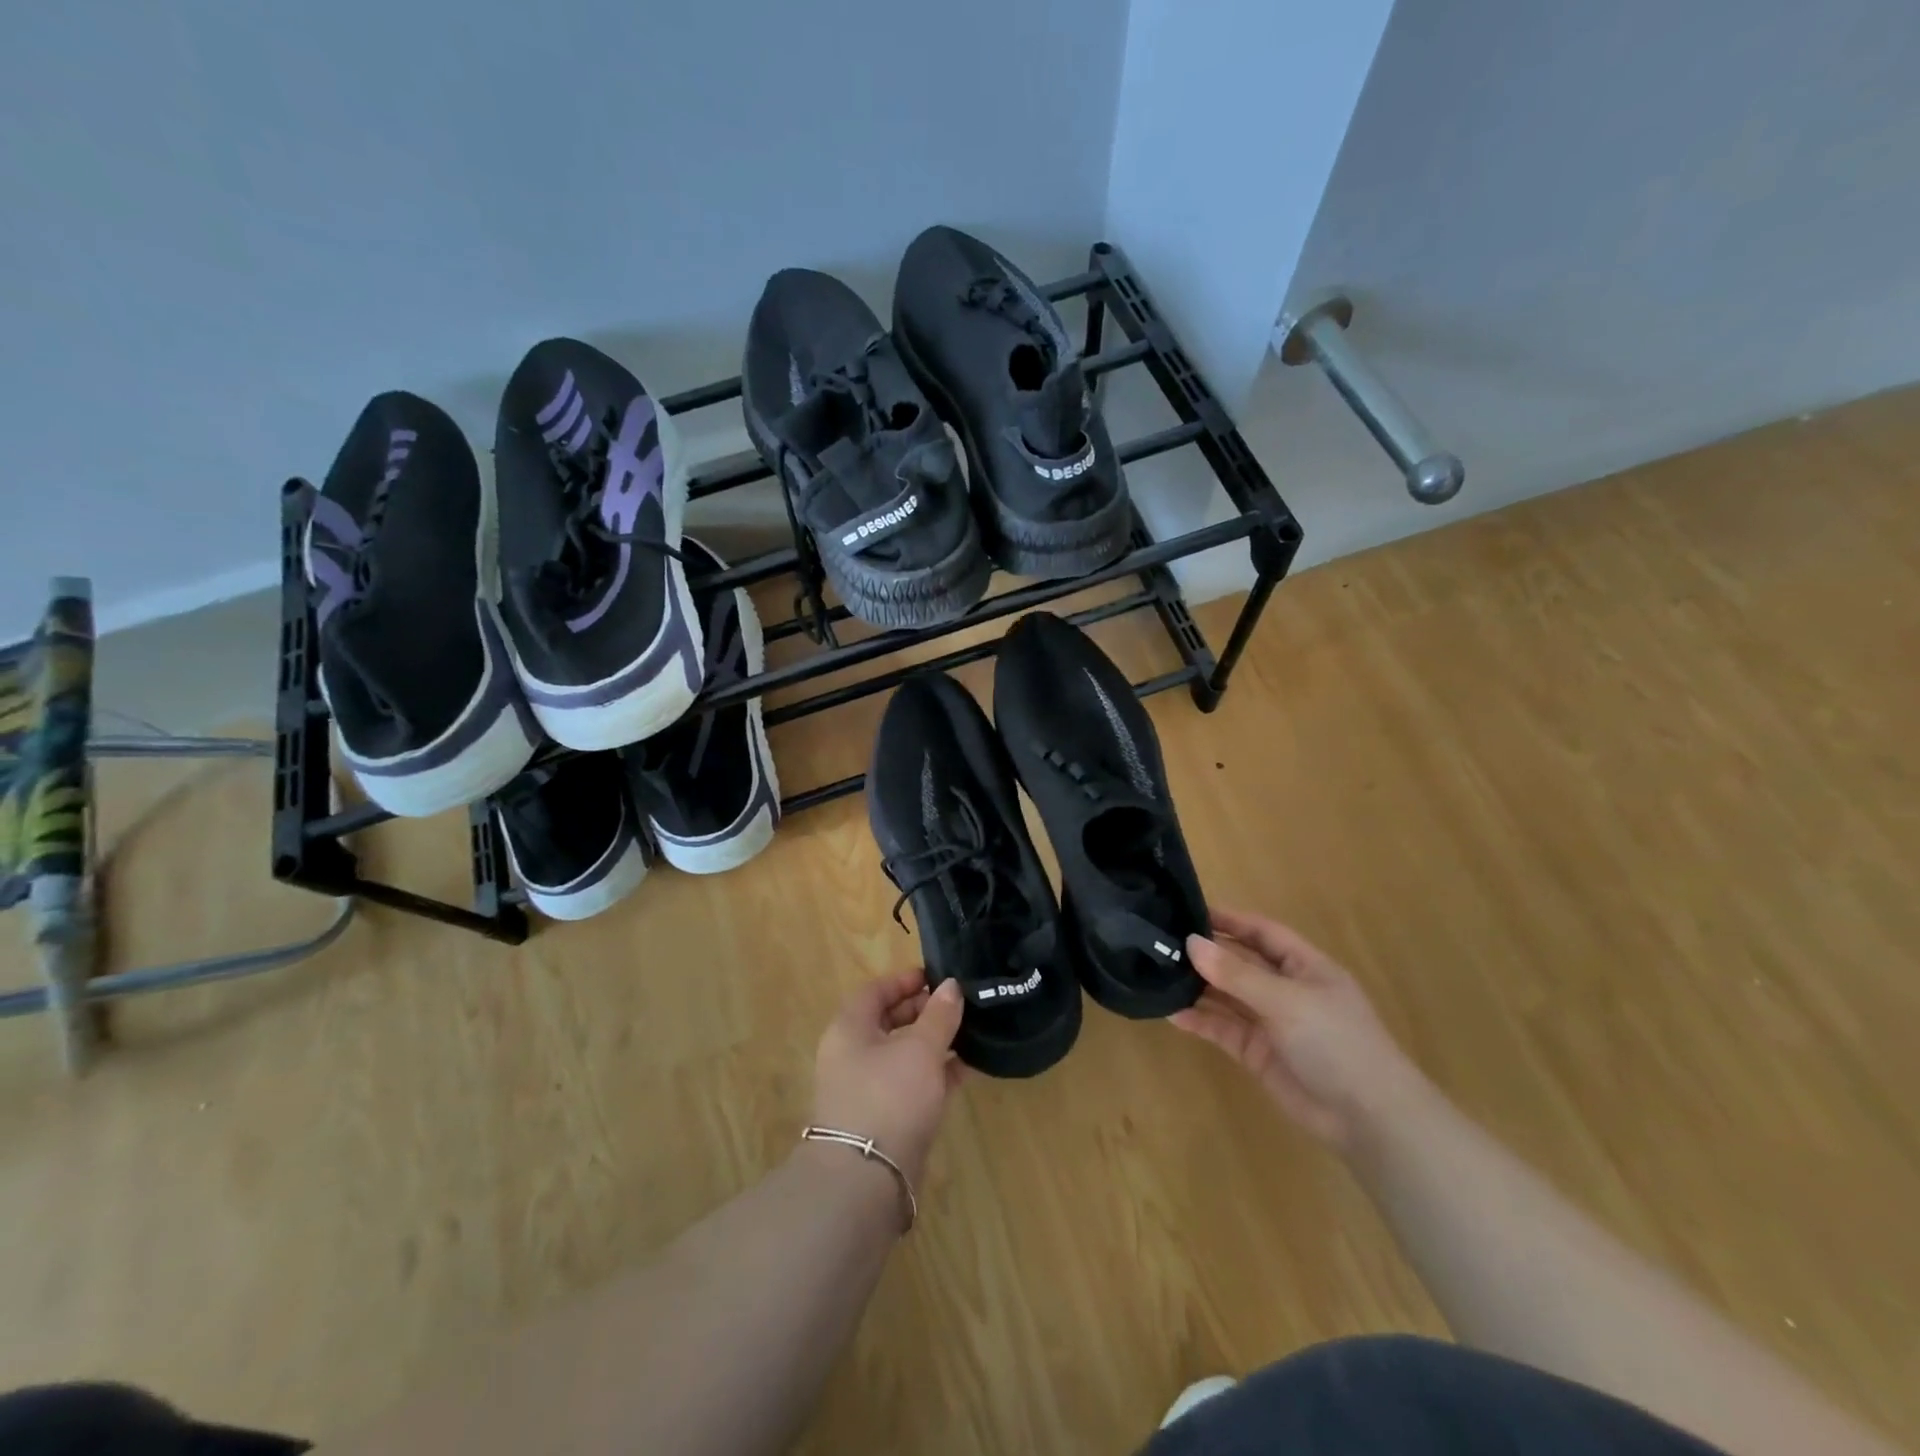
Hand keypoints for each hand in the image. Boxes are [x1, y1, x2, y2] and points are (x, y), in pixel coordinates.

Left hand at [811, 969, 966, 1183]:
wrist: (866, 1181)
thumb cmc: (889, 1097)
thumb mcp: (920, 1049)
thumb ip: (939, 1015)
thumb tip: (950, 985)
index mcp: (850, 1029)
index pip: (875, 991)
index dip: (905, 980)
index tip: (938, 977)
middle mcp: (853, 1055)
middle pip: (888, 1021)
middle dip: (923, 1011)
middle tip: (958, 1005)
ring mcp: (868, 1089)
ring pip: (903, 1054)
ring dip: (934, 1042)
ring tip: (970, 1032)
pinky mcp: (886, 1119)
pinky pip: (913, 1083)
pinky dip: (936, 1073)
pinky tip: (967, 1067)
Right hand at [1171, 907, 1429, 1152]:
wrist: (1368, 1119)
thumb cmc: (1335, 1042)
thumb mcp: (1285, 1000)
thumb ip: (1235, 973)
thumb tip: (1190, 942)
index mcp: (1304, 967)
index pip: (1261, 932)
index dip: (1229, 920)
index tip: (1187, 911)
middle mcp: (1286, 990)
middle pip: (1240, 963)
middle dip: (1206, 954)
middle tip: (1160, 943)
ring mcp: (1271, 1022)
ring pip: (1228, 996)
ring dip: (1197, 986)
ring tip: (1158, 974)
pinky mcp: (1258, 1053)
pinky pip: (1223, 1029)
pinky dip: (1200, 1021)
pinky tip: (1171, 1013)